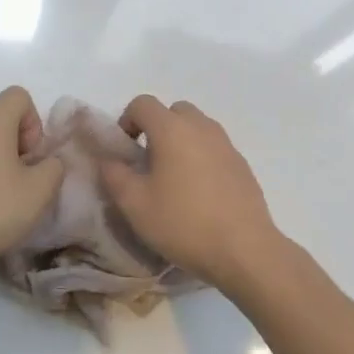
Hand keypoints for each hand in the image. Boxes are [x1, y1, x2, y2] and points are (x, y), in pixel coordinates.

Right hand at [100, 96, 283, 292]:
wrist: (245, 250)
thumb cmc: (183, 223)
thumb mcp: (134, 204)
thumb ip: (114, 175)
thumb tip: (109, 160)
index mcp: (172, 129)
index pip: (142, 103)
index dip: (127, 121)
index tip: (125, 151)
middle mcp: (201, 127)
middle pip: (173, 111)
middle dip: (157, 128)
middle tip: (149, 162)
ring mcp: (226, 144)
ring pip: (197, 128)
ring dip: (181, 142)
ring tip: (174, 179)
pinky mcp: (242, 165)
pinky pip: (214, 148)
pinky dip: (202, 158)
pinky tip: (200, 194)